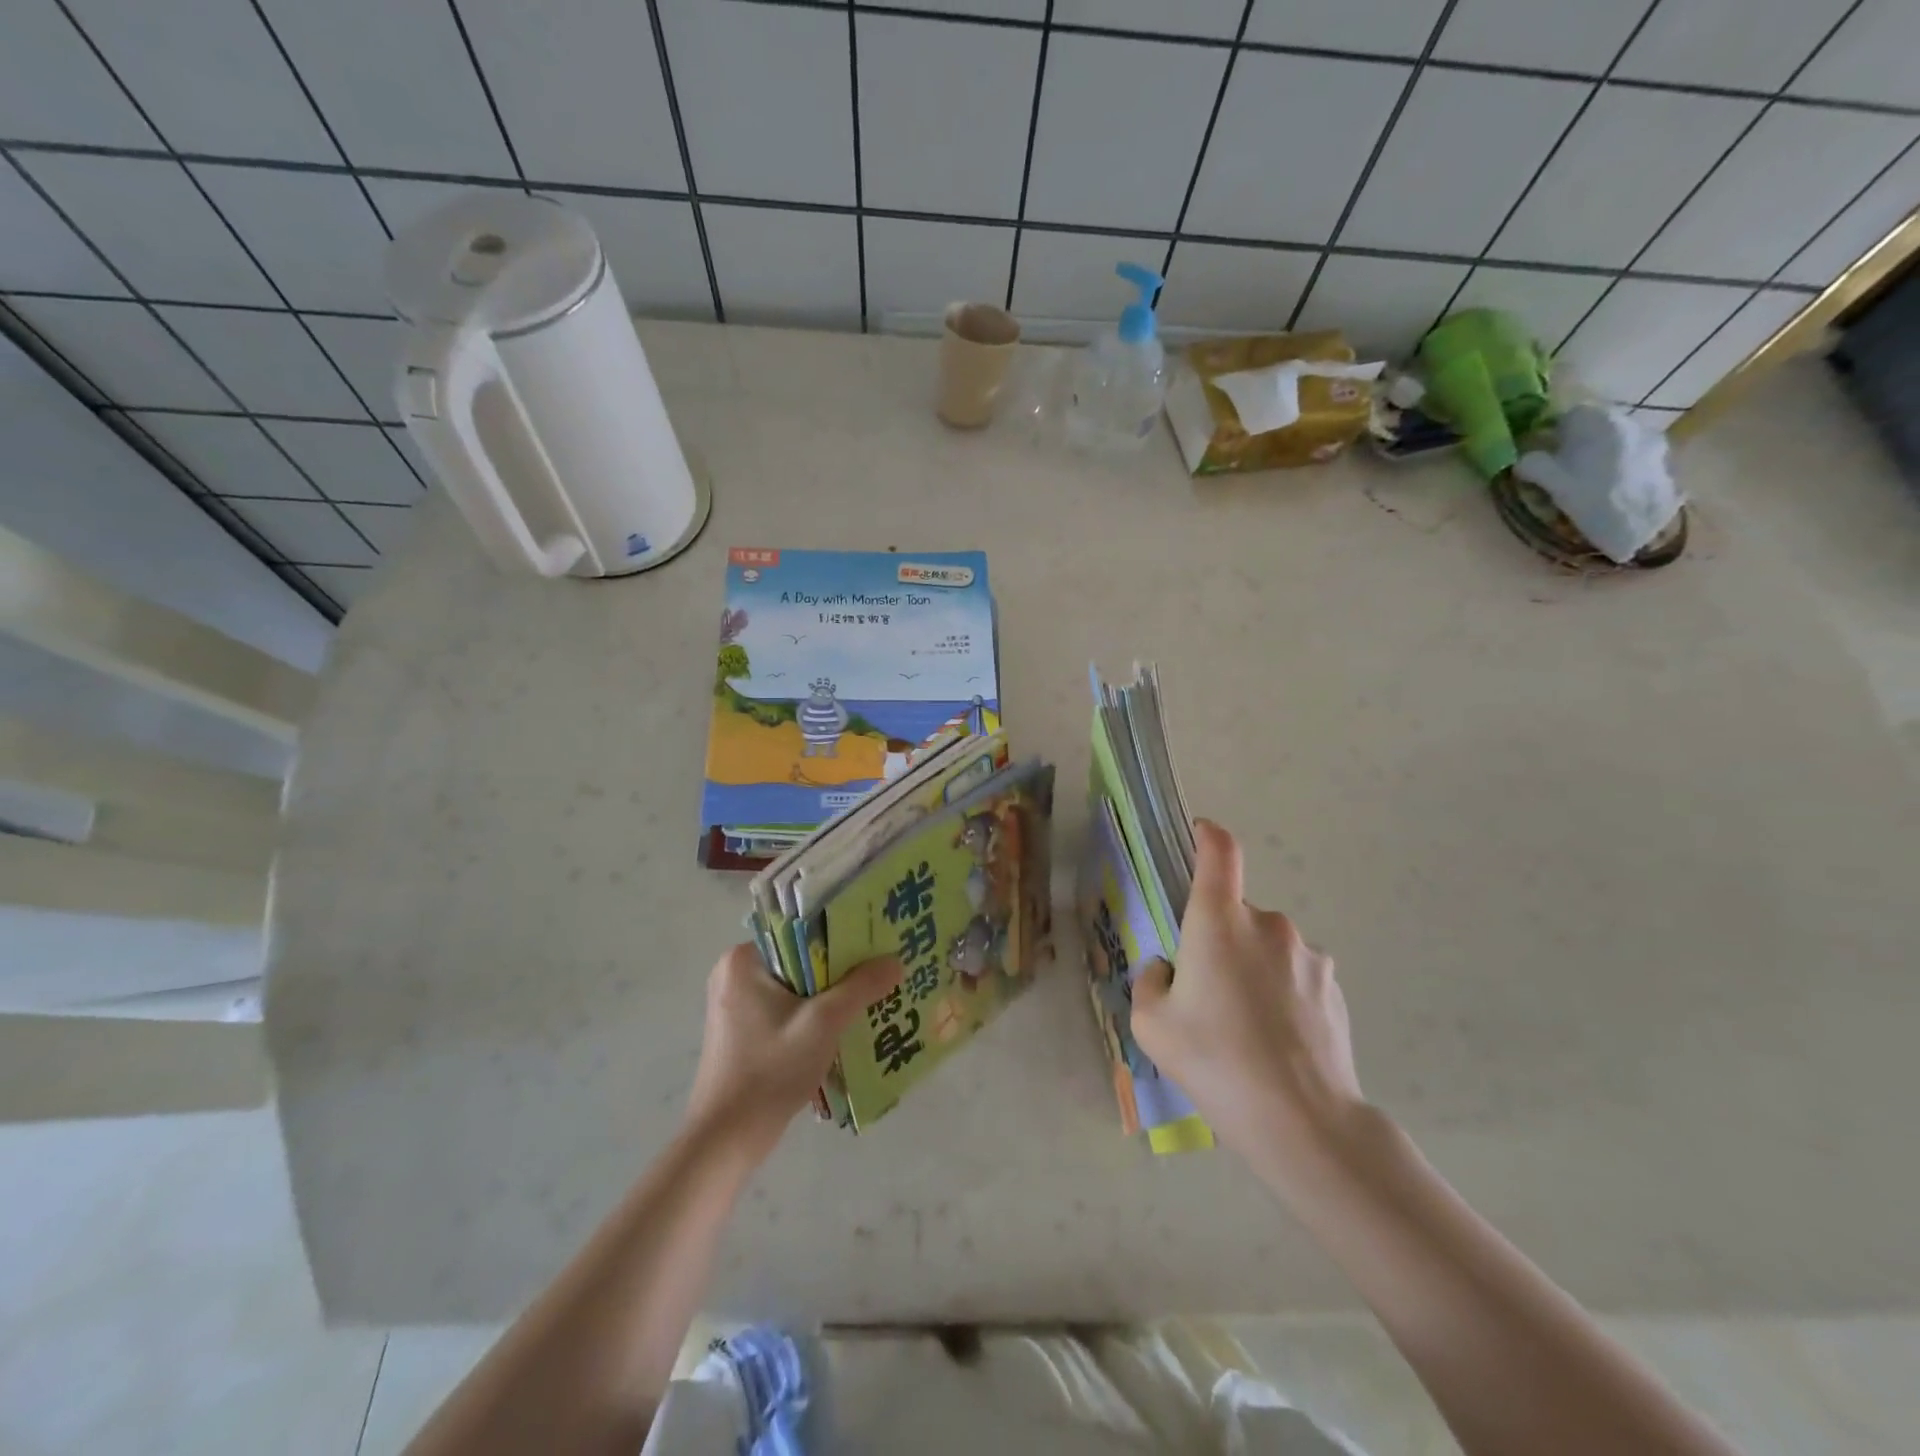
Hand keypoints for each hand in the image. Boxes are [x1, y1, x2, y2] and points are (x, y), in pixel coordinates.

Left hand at [684, 943, 900, 1162]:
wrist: (726, 1139)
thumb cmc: (771, 1070)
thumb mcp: (824, 1023)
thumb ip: (861, 987)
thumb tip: (896, 961)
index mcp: (744, 959)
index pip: (801, 931)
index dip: (842, 936)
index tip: (875, 943)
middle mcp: (734, 973)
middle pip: (800, 958)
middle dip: (839, 968)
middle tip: (879, 970)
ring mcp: (734, 1003)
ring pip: (795, 985)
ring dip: (829, 993)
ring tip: (870, 995)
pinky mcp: (740, 1030)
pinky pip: (785, 1006)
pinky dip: (812, 1013)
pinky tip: (842, 1025)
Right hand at [1131, 820, 1364, 1171]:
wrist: (1303, 1122)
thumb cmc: (1215, 1061)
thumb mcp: (1151, 1024)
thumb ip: (1149, 981)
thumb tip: (1167, 969)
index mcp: (1220, 920)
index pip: (1220, 851)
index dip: (1207, 835)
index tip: (1197, 834)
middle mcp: (1268, 924)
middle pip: (1234, 912)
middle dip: (1216, 939)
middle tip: (1204, 993)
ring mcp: (1309, 955)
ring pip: (1265, 946)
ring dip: (1250, 967)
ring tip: (1243, 1027)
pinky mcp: (1333, 988)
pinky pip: (1293, 973)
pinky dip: (1279, 991)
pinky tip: (1275, 1041)